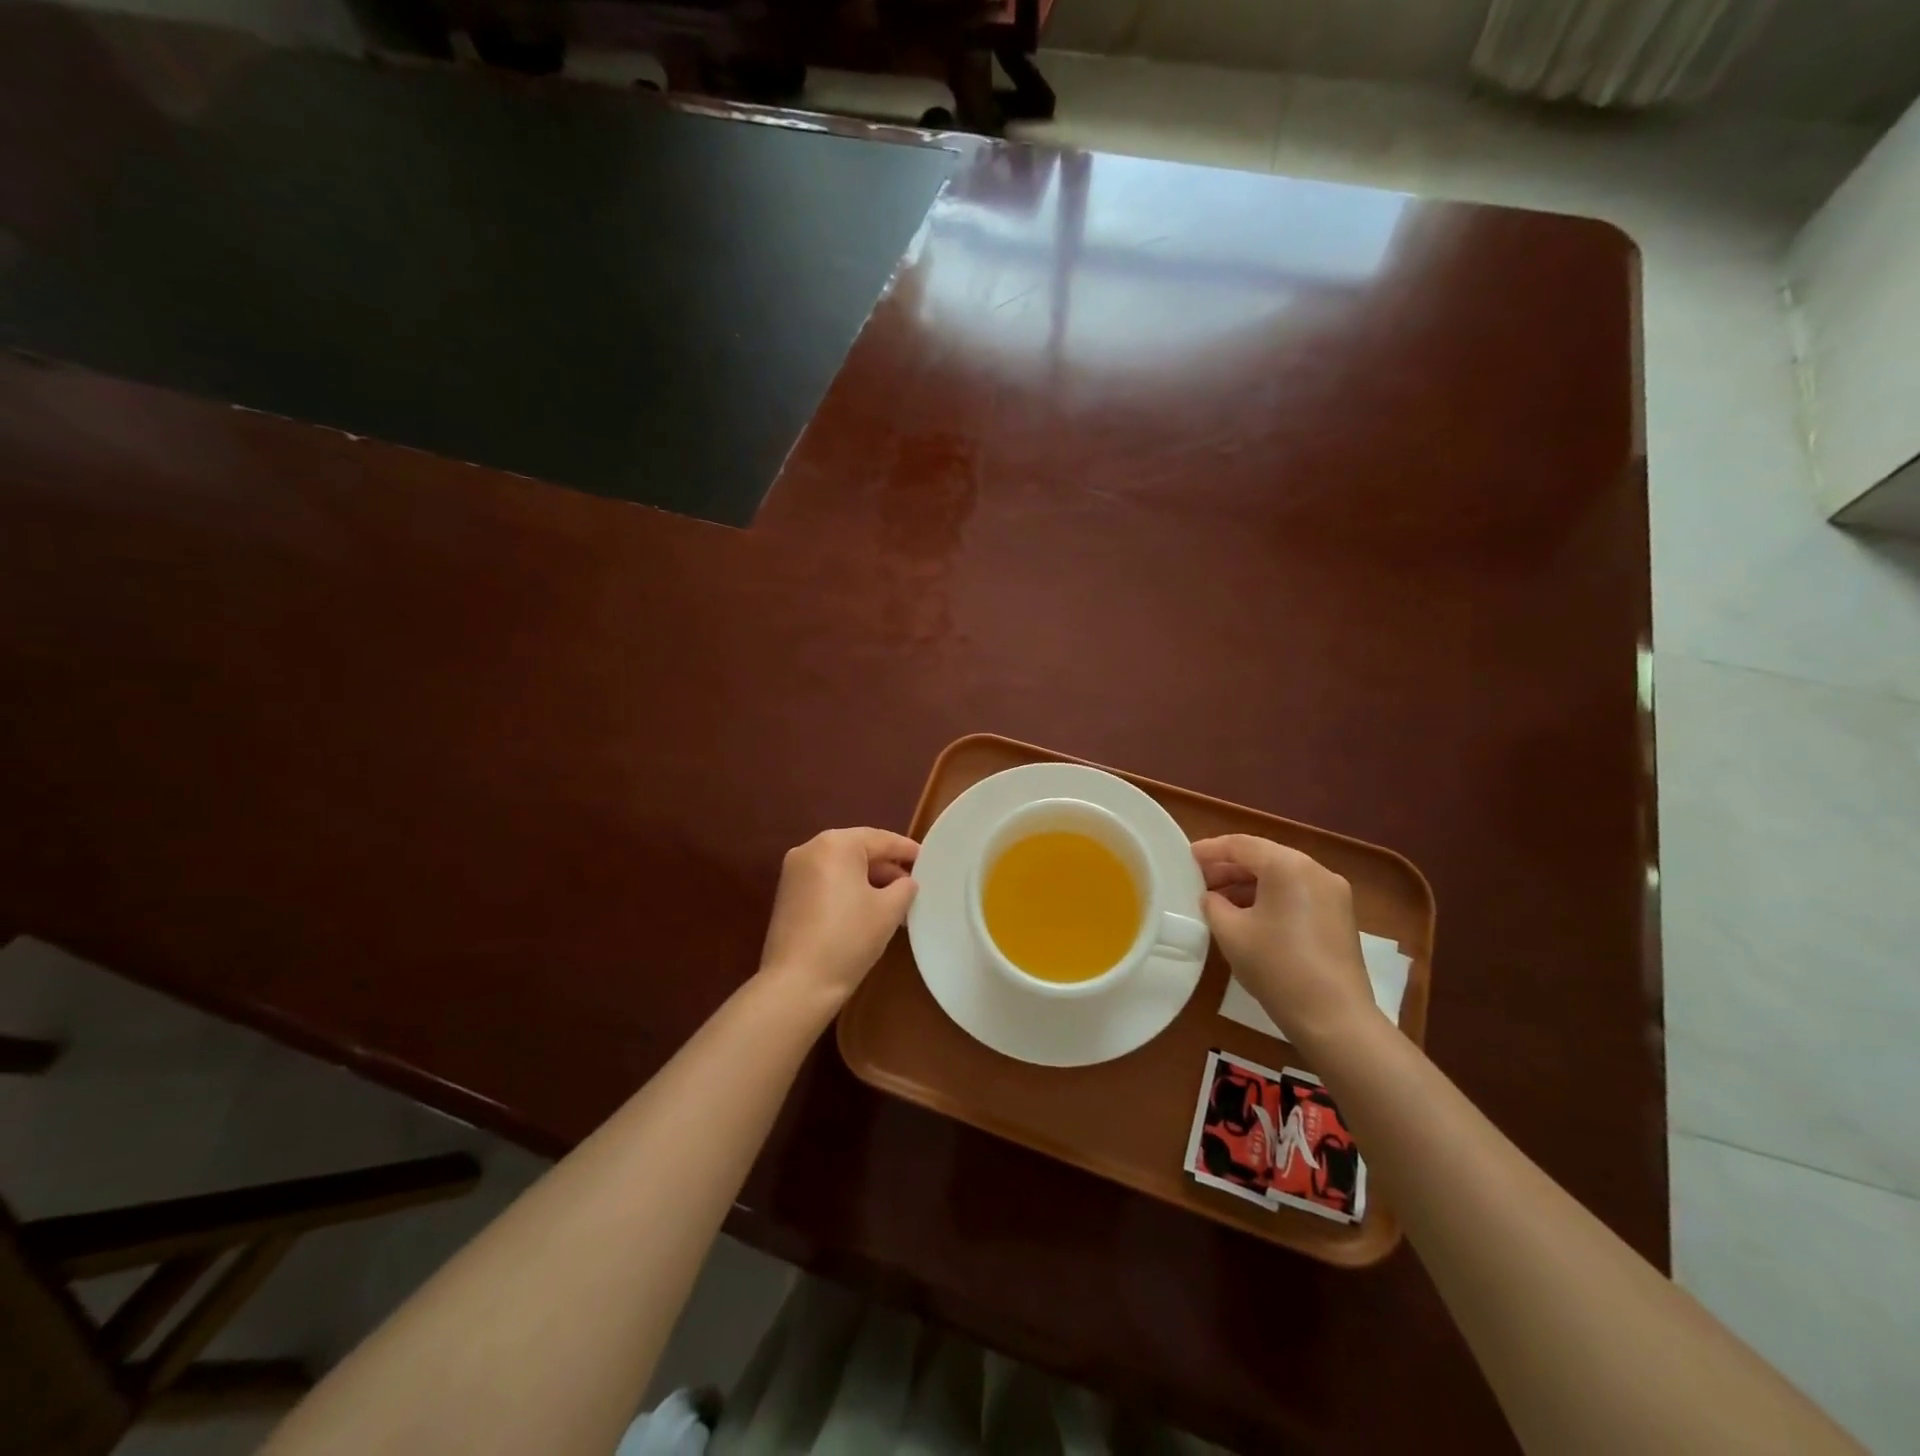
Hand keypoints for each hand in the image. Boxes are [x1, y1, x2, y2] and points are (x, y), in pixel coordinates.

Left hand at [758, 827, 919, 1004]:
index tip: (928, 861)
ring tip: (895, 903)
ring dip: (868, 880)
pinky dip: (848, 890)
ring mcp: (794, 872)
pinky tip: (867, 911)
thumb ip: (904, 887)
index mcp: (835, 843)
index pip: (881, 839)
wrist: (797, 983)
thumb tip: (906, 882)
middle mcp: (810, 849)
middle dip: (887, 867)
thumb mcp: (889, 910)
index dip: (907, 850)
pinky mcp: (787, 895)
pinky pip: (826, 882)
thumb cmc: (849, 938)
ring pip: (841, 867)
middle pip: (858, 850)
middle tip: (913, 886)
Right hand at [1192, 834, 1376, 1049]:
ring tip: (1218, 901)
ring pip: (1281, 876)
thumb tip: (1211, 897)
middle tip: (1198, 882)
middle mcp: (1315, 870)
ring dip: (1249, 884)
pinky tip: (1248, 916)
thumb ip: (1213, 904)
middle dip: (1229, 868)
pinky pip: (1297, 894)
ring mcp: (1333, 894)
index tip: (1186, 858)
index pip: (1241, 845)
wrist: (1333, 1017)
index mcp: (1288, 866)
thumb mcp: (1230, 932)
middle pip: (1264, 857)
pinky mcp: (1339, 916)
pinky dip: (1270, 898)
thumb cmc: (1276, 966)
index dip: (1210, 850)